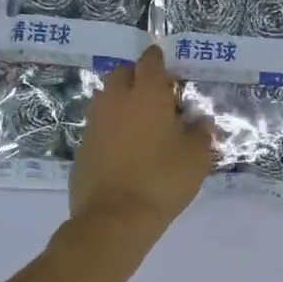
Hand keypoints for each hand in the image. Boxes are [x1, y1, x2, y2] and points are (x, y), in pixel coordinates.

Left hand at [69, 46, 213, 233]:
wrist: (114, 219)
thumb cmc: (162, 182)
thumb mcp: (196, 159)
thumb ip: (201, 133)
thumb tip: (200, 120)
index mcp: (146, 95)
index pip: (150, 62)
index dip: (160, 62)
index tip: (170, 72)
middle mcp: (115, 101)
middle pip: (123, 74)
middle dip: (138, 79)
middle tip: (158, 98)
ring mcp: (94, 123)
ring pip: (107, 99)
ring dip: (123, 102)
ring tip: (142, 124)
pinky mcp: (82, 147)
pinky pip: (99, 126)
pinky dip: (112, 129)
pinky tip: (126, 150)